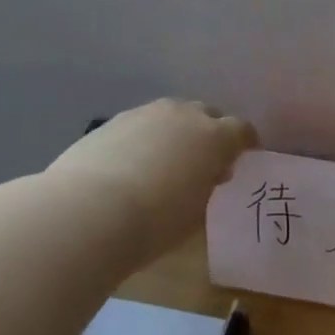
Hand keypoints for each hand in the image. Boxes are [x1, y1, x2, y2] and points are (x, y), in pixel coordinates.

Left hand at [49, 99, 255, 259]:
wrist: (89, 212)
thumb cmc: (156, 221)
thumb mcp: (197, 211)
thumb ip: (209, 185)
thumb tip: (209, 173)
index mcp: (215, 137)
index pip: (242, 130)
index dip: (246, 144)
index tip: (243, 159)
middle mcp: (183, 116)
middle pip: (207, 114)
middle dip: (211, 132)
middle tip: (205, 160)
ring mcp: (145, 114)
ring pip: (172, 115)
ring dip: (177, 132)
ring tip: (168, 160)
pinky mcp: (112, 122)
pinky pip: (142, 124)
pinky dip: (146, 138)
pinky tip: (135, 164)